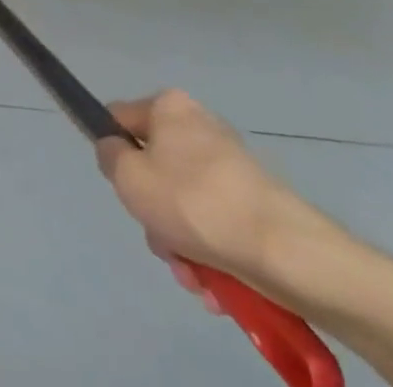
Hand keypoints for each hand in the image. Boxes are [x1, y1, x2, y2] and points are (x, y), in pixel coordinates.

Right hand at [95, 90, 329, 307]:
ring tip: (194, 277)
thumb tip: (114, 150)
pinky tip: (215, 285)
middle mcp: (198, 126)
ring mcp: (229, 165)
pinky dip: (210, 255)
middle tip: (163, 243)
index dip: (113, 152)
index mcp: (168, 107)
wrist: (283, 250)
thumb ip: (109, 156)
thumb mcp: (130, 178)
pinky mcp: (254, 203)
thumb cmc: (194, 202)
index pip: (121, 119)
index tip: (121, 188)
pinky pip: (215, 225)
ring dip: (182, 246)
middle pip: (155, 171)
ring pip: (185, 206)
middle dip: (155, 217)